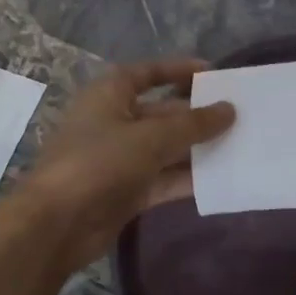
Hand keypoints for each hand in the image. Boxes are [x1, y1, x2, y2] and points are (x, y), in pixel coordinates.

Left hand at [11, 59, 234, 271]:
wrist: (56, 225)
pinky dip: (187, 179)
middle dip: (196, 115)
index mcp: (109, 95)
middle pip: (162, 113)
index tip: (213, 73)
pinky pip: (163, 179)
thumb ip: (193, 125)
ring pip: (165, 148)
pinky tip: (221, 179)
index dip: (178, 70)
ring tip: (239, 146)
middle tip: (238, 117)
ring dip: (196, 149)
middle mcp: (114, 122)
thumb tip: (230, 110)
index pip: (147, 73)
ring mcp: (119, 159)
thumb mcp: (150, 138)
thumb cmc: (99, 163)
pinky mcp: (126, 192)